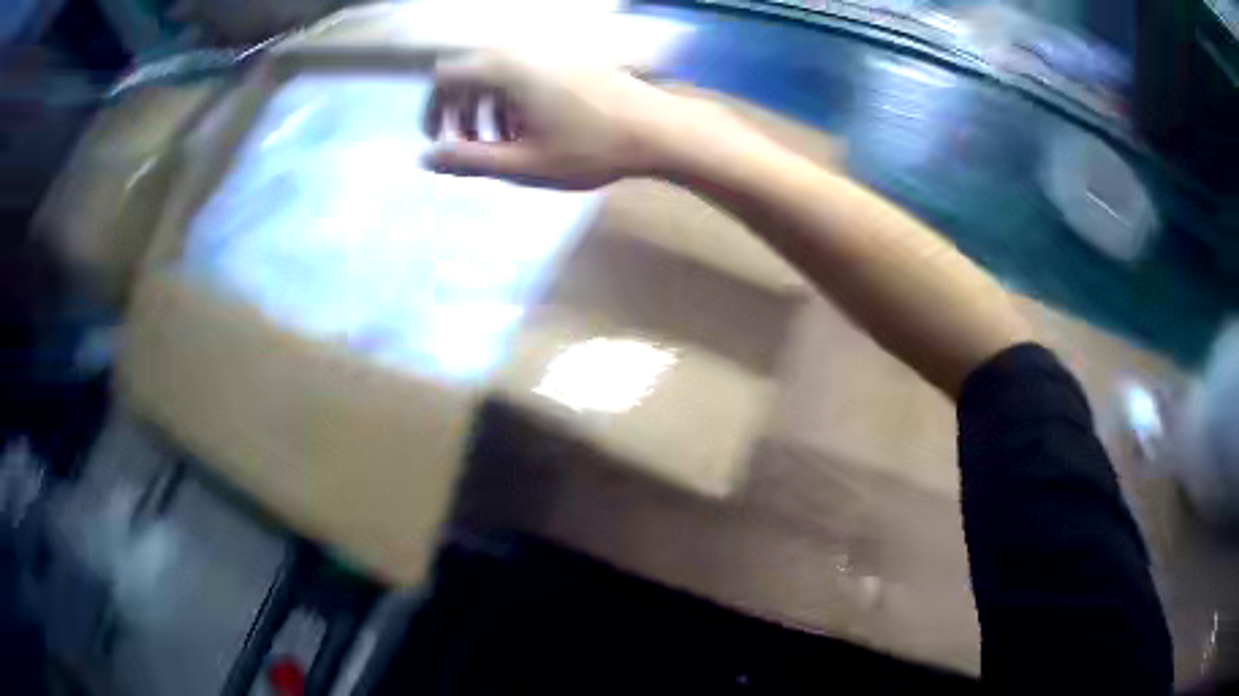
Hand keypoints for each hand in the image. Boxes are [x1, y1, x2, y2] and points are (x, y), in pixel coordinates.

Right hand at [422, 52, 691, 189]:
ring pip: (499, 75)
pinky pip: (526, 73)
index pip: (445, 77)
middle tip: (471, 147)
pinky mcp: (570, 61)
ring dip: (488, 107)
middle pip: (470, 73)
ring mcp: (550, 54)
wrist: (659, 131)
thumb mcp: (523, 163)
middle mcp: (523, 52)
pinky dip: (514, 99)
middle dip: (461, 111)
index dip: (433, 109)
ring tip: (504, 143)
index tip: (439, 140)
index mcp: (505, 69)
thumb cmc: (590, 149)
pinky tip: (533, 129)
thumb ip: (469, 161)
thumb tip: (426, 159)